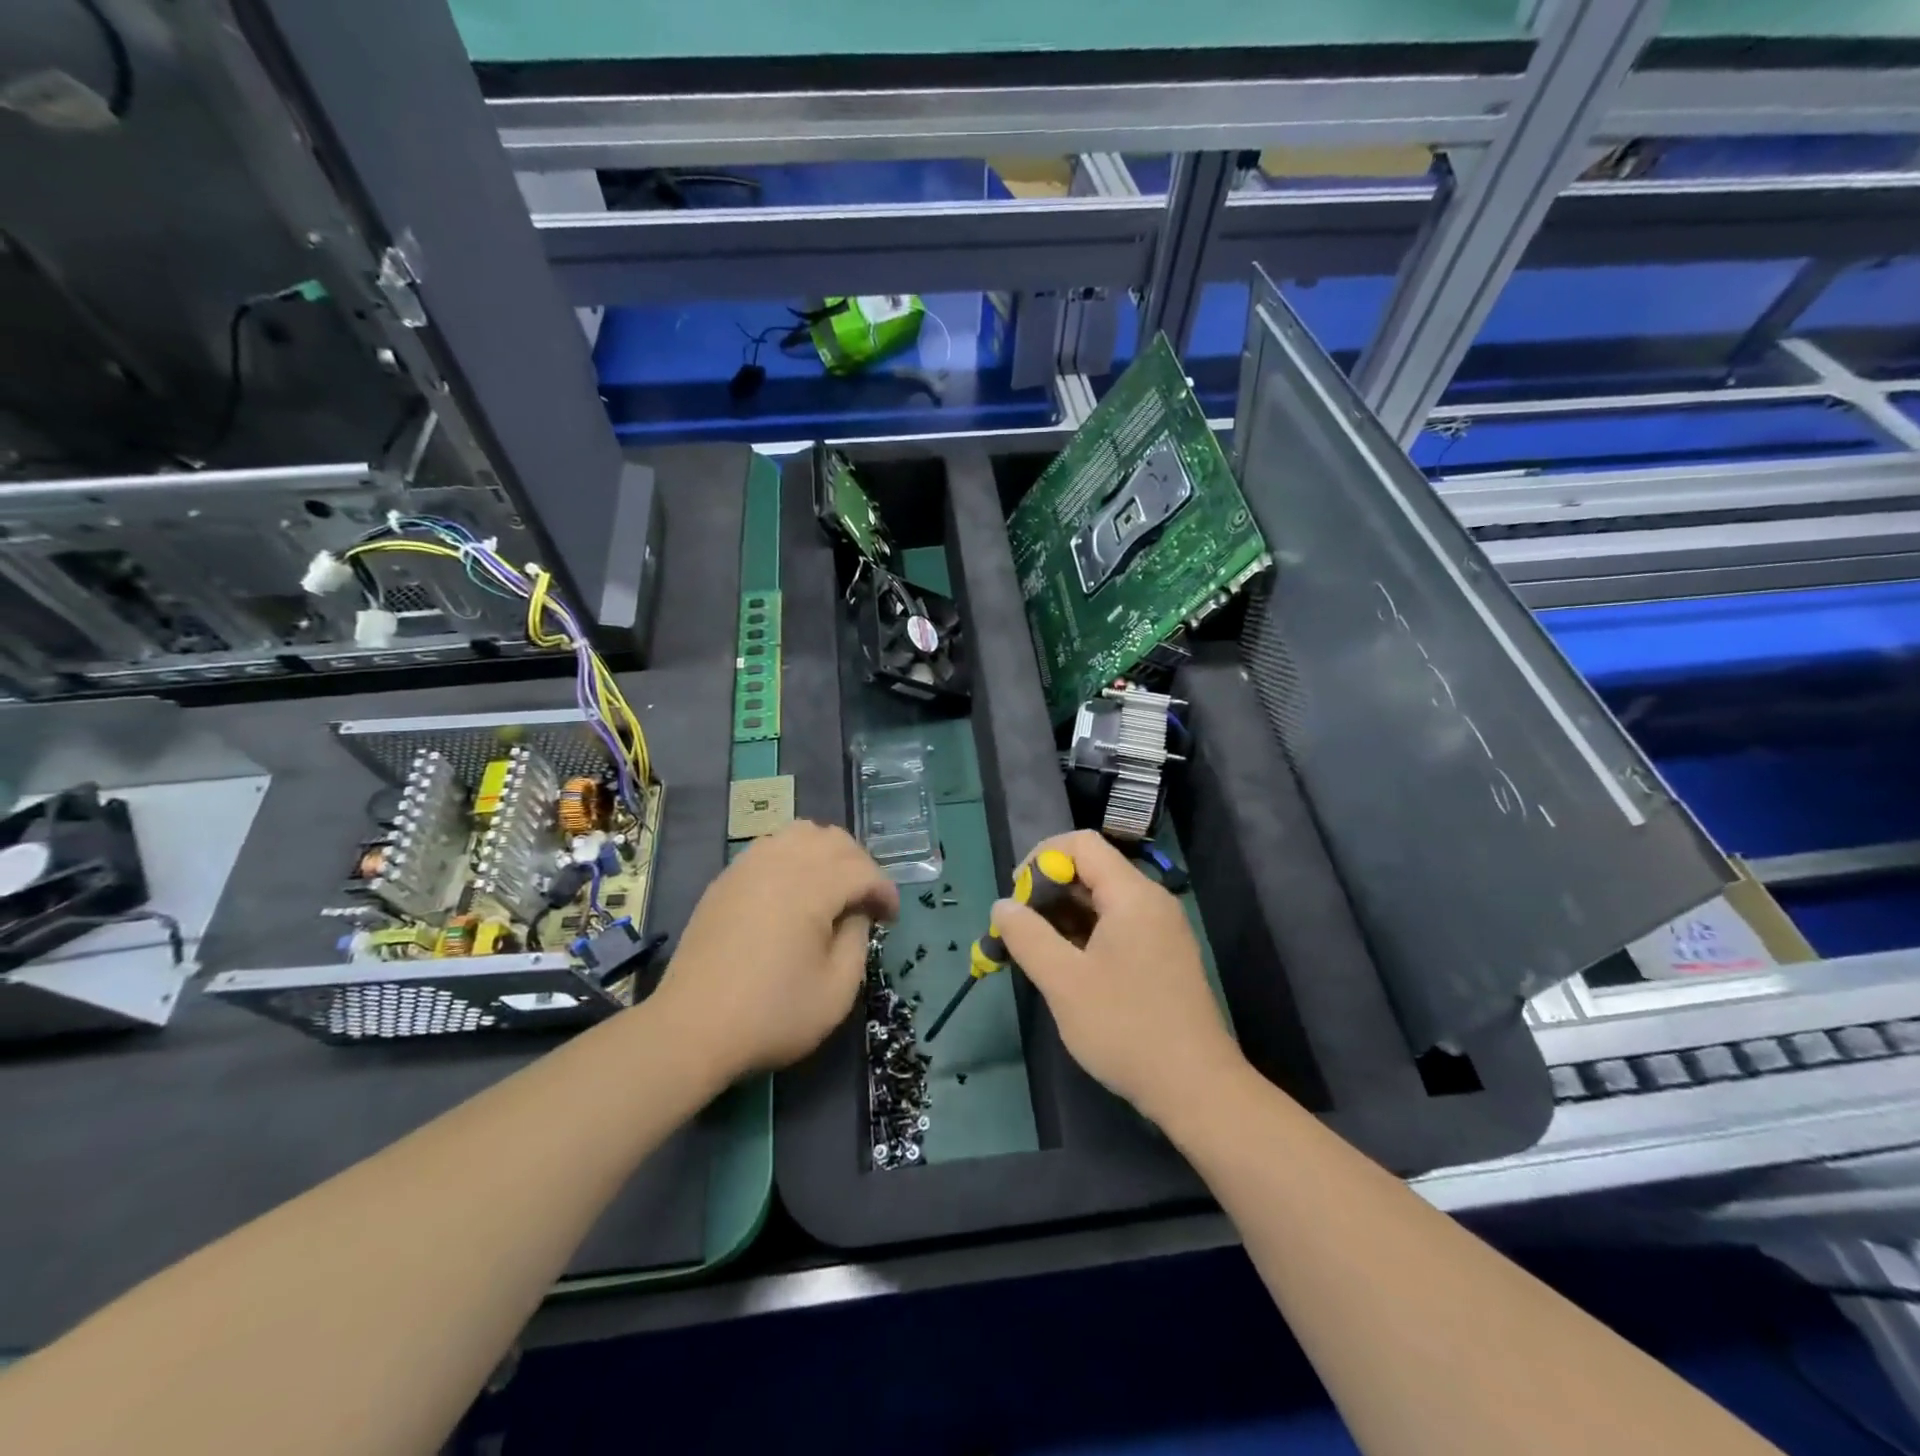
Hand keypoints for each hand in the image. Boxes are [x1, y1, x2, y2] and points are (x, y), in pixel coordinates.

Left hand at [652, 821, 897, 1080]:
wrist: (691, 1029)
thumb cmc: (771, 1014)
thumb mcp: (836, 991)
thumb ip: (858, 940)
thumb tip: (856, 912)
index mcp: (811, 887)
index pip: (863, 870)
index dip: (885, 891)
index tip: (891, 920)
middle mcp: (781, 863)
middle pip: (834, 840)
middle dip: (860, 865)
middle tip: (867, 902)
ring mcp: (748, 866)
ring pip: (801, 833)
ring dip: (827, 853)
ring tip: (833, 888)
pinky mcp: (727, 878)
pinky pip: (771, 846)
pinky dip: (795, 856)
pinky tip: (795, 890)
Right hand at [994, 830, 1244, 1124]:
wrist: (1196, 1088)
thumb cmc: (1125, 1027)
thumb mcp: (1064, 981)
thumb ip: (1027, 936)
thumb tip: (1002, 905)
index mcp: (1132, 895)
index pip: (1082, 844)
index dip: (1041, 858)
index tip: (1017, 896)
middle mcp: (1151, 901)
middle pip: (1093, 869)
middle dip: (1048, 890)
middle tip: (1019, 928)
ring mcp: (1161, 930)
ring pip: (1103, 900)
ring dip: (1064, 915)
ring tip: (1035, 950)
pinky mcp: (1163, 956)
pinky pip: (1118, 926)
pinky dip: (1086, 934)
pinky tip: (1066, 966)